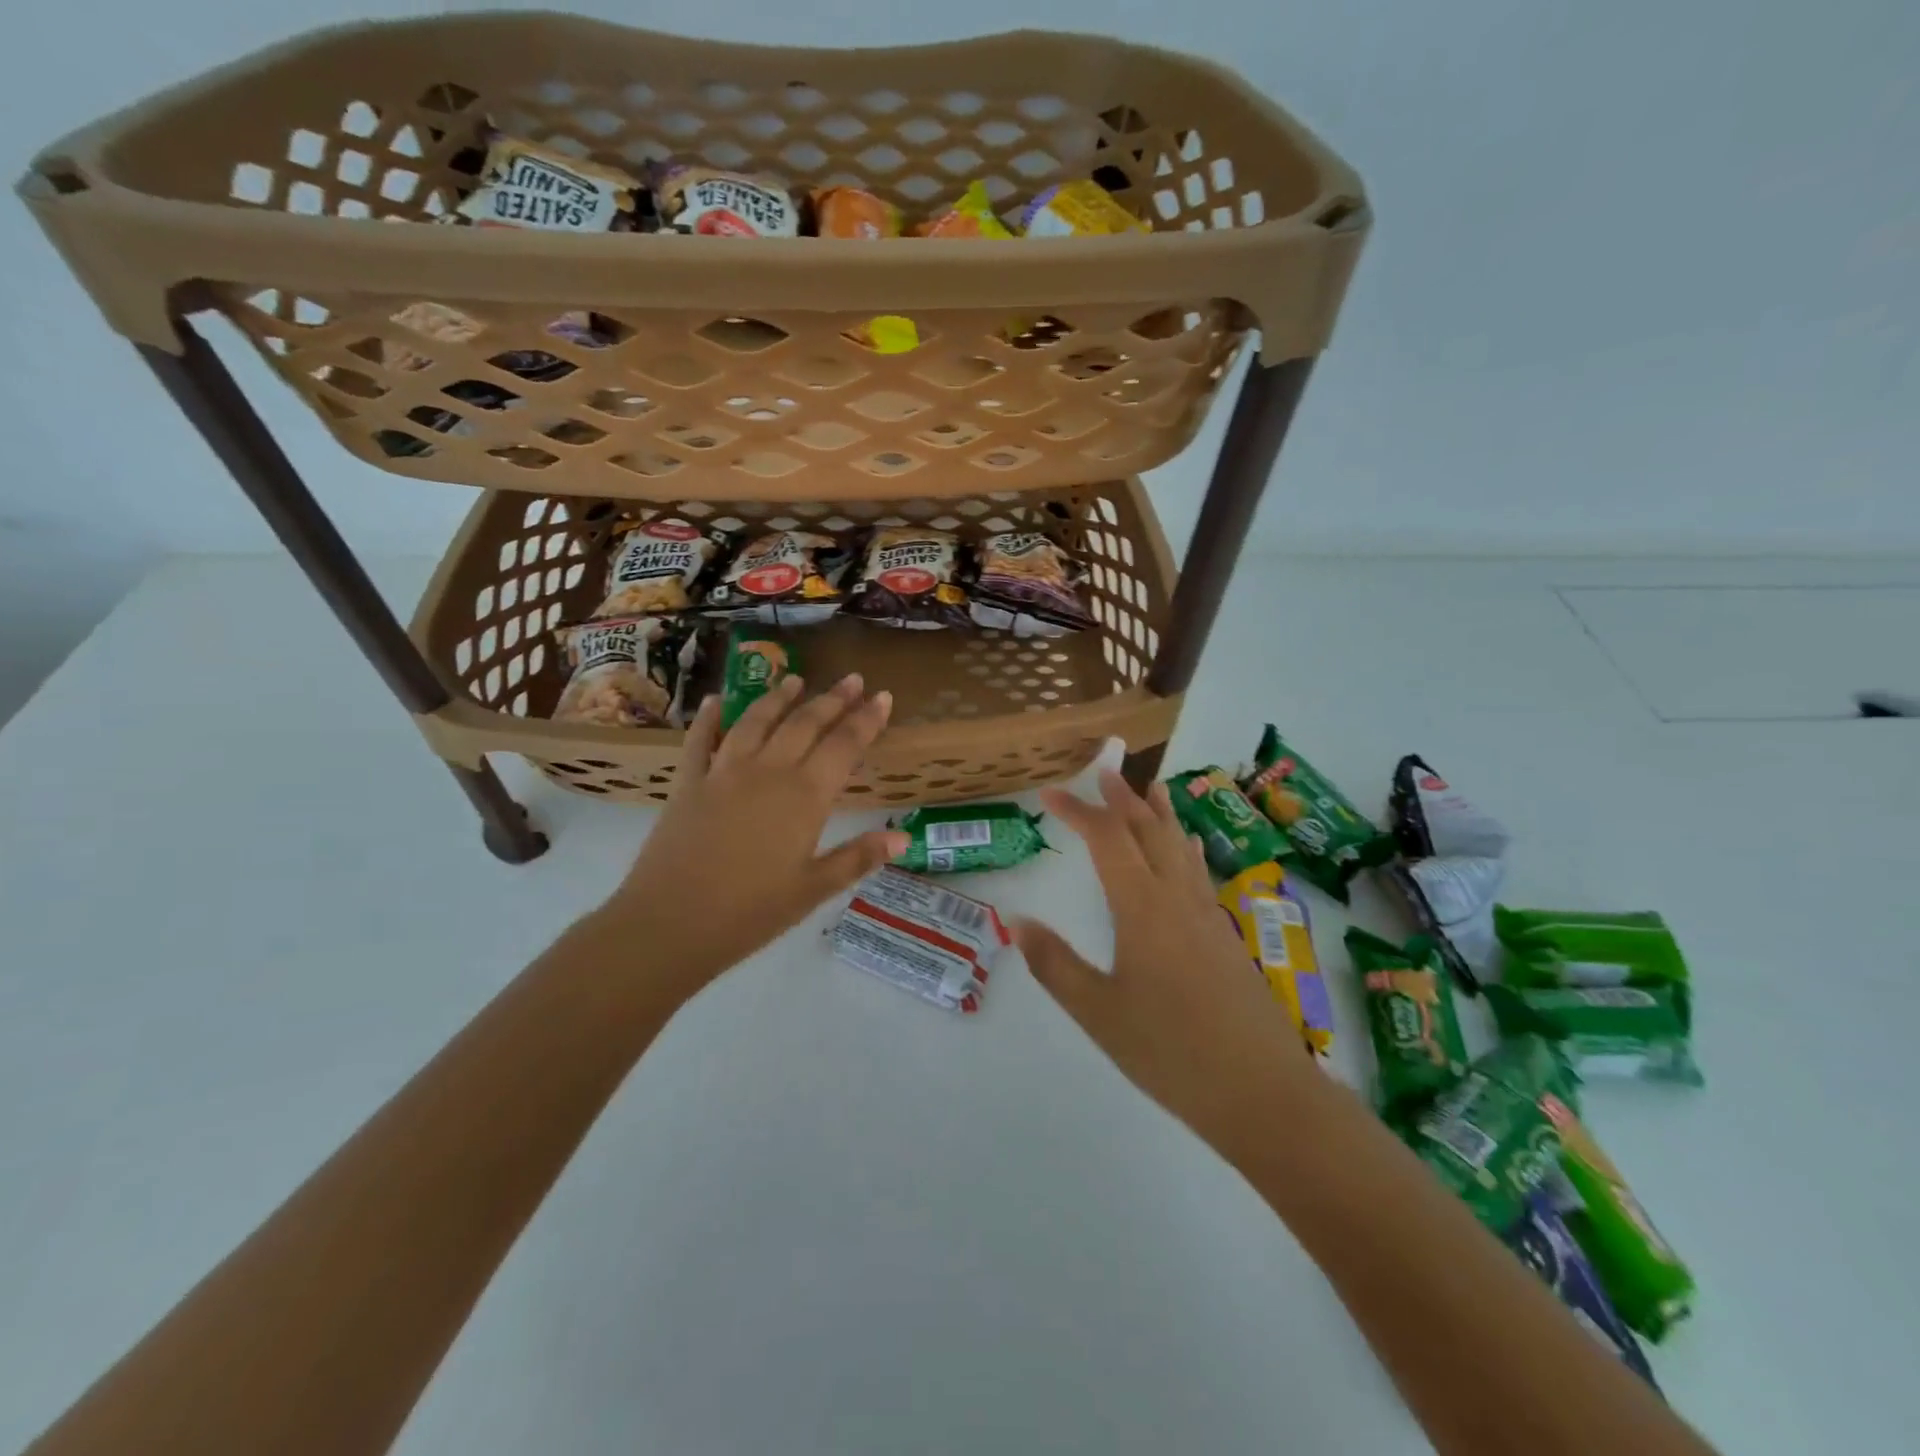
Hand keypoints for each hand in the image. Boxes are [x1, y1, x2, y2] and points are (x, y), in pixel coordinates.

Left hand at [594, 673, 906, 998]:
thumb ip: (858, 858)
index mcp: (805, 797)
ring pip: (757, 721)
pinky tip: (716, 701)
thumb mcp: (813, 890)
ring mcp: (724, 772)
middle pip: (805, 724)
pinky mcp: (689, 783)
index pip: (844, 746)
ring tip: (795, 679)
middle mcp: (768, 772)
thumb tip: (904, 838)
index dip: (866, 720)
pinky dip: (710, 717)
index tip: (882, 696)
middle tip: (852, 678)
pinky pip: (701, 740)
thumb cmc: (751, 912)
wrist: (670, 923)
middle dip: (832, 699)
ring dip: (779, 698)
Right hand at [1014, 771, 1312, 1161]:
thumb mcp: (1098, 1012)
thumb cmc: (1172, 1052)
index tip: (1049, 794)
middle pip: (1149, 831)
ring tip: (1151, 787)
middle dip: (1123, 798)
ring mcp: (1208, 914)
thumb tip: (1015, 921)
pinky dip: (1185, 847)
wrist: (1263, 1092)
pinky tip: (1189, 848)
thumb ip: (1055, 964)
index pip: (1106, 839)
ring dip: (1161, 814)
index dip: (1077, 811)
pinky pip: (1200, 872)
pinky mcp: (1226, 936)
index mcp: (1143, 907)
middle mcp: (1178, 897)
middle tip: (1104, 770)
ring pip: (1181, 847)